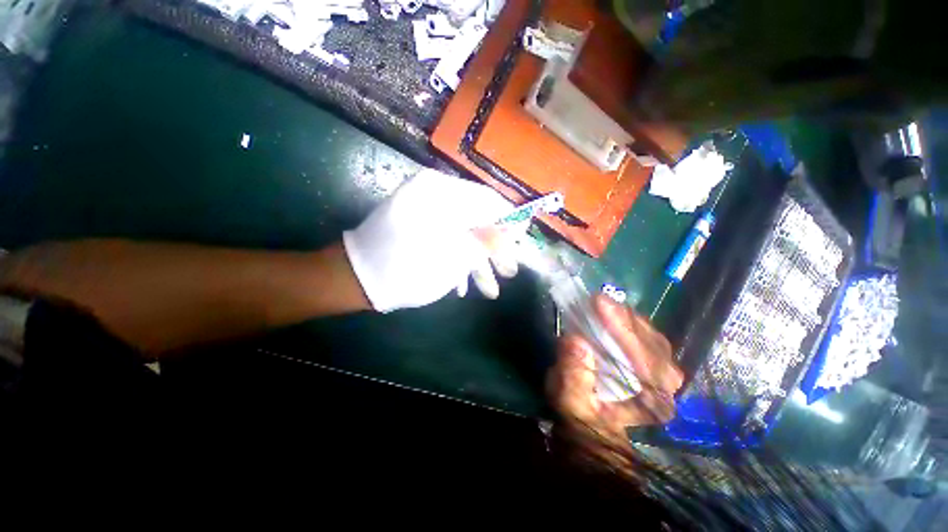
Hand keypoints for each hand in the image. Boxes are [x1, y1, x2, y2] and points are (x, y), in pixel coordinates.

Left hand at [343, 169, 520, 312]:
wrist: (355, 278)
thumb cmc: (405, 267)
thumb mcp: (453, 257)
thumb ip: (486, 241)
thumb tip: (513, 231)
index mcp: (441, 192)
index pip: (488, 200)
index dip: (510, 222)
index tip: (523, 242)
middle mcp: (434, 195)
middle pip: (477, 220)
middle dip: (494, 249)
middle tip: (509, 271)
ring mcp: (425, 212)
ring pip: (462, 233)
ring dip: (477, 261)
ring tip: (491, 289)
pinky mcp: (419, 228)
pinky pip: (446, 239)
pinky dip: (457, 260)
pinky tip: (465, 285)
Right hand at [548, 295, 682, 442]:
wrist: (593, 423)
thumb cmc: (581, 414)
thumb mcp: (568, 399)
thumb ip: (573, 376)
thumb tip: (576, 341)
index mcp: (652, 403)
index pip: (645, 361)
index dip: (622, 330)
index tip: (599, 305)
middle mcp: (667, 387)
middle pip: (653, 344)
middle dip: (624, 320)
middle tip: (598, 300)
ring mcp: (665, 373)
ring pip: (652, 337)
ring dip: (626, 318)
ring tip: (602, 304)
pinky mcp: (656, 362)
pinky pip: (647, 336)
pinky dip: (628, 322)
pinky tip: (611, 313)